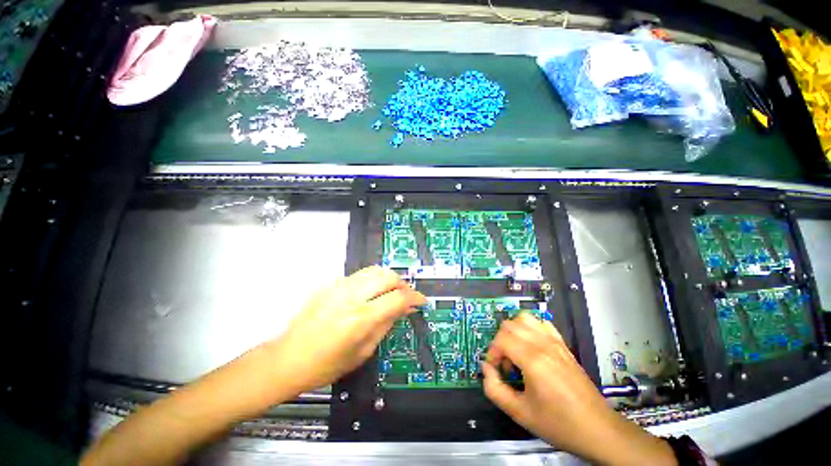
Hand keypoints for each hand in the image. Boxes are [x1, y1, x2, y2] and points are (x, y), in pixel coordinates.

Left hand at [268, 266, 425, 394]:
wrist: (286, 359)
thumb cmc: (325, 365)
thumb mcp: (363, 352)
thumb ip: (386, 324)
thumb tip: (405, 309)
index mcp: (360, 318)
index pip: (397, 298)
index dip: (414, 298)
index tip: (420, 301)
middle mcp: (350, 297)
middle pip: (387, 276)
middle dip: (402, 284)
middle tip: (406, 296)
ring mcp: (338, 287)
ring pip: (374, 270)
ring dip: (388, 279)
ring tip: (392, 292)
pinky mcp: (330, 285)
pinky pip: (359, 275)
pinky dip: (372, 280)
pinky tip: (372, 293)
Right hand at [483, 313, 676, 465]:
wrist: (597, 428)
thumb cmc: (558, 423)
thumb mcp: (520, 413)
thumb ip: (495, 389)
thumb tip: (486, 369)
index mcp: (533, 360)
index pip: (501, 339)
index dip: (492, 353)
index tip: (495, 370)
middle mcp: (543, 344)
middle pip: (509, 325)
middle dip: (500, 342)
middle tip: (505, 363)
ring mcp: (555, 342)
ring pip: (524, 318)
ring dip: (513, 331)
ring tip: (515, 351)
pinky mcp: (562, 344)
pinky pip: (541, 323)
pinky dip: (530, 328)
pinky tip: (531, 346)